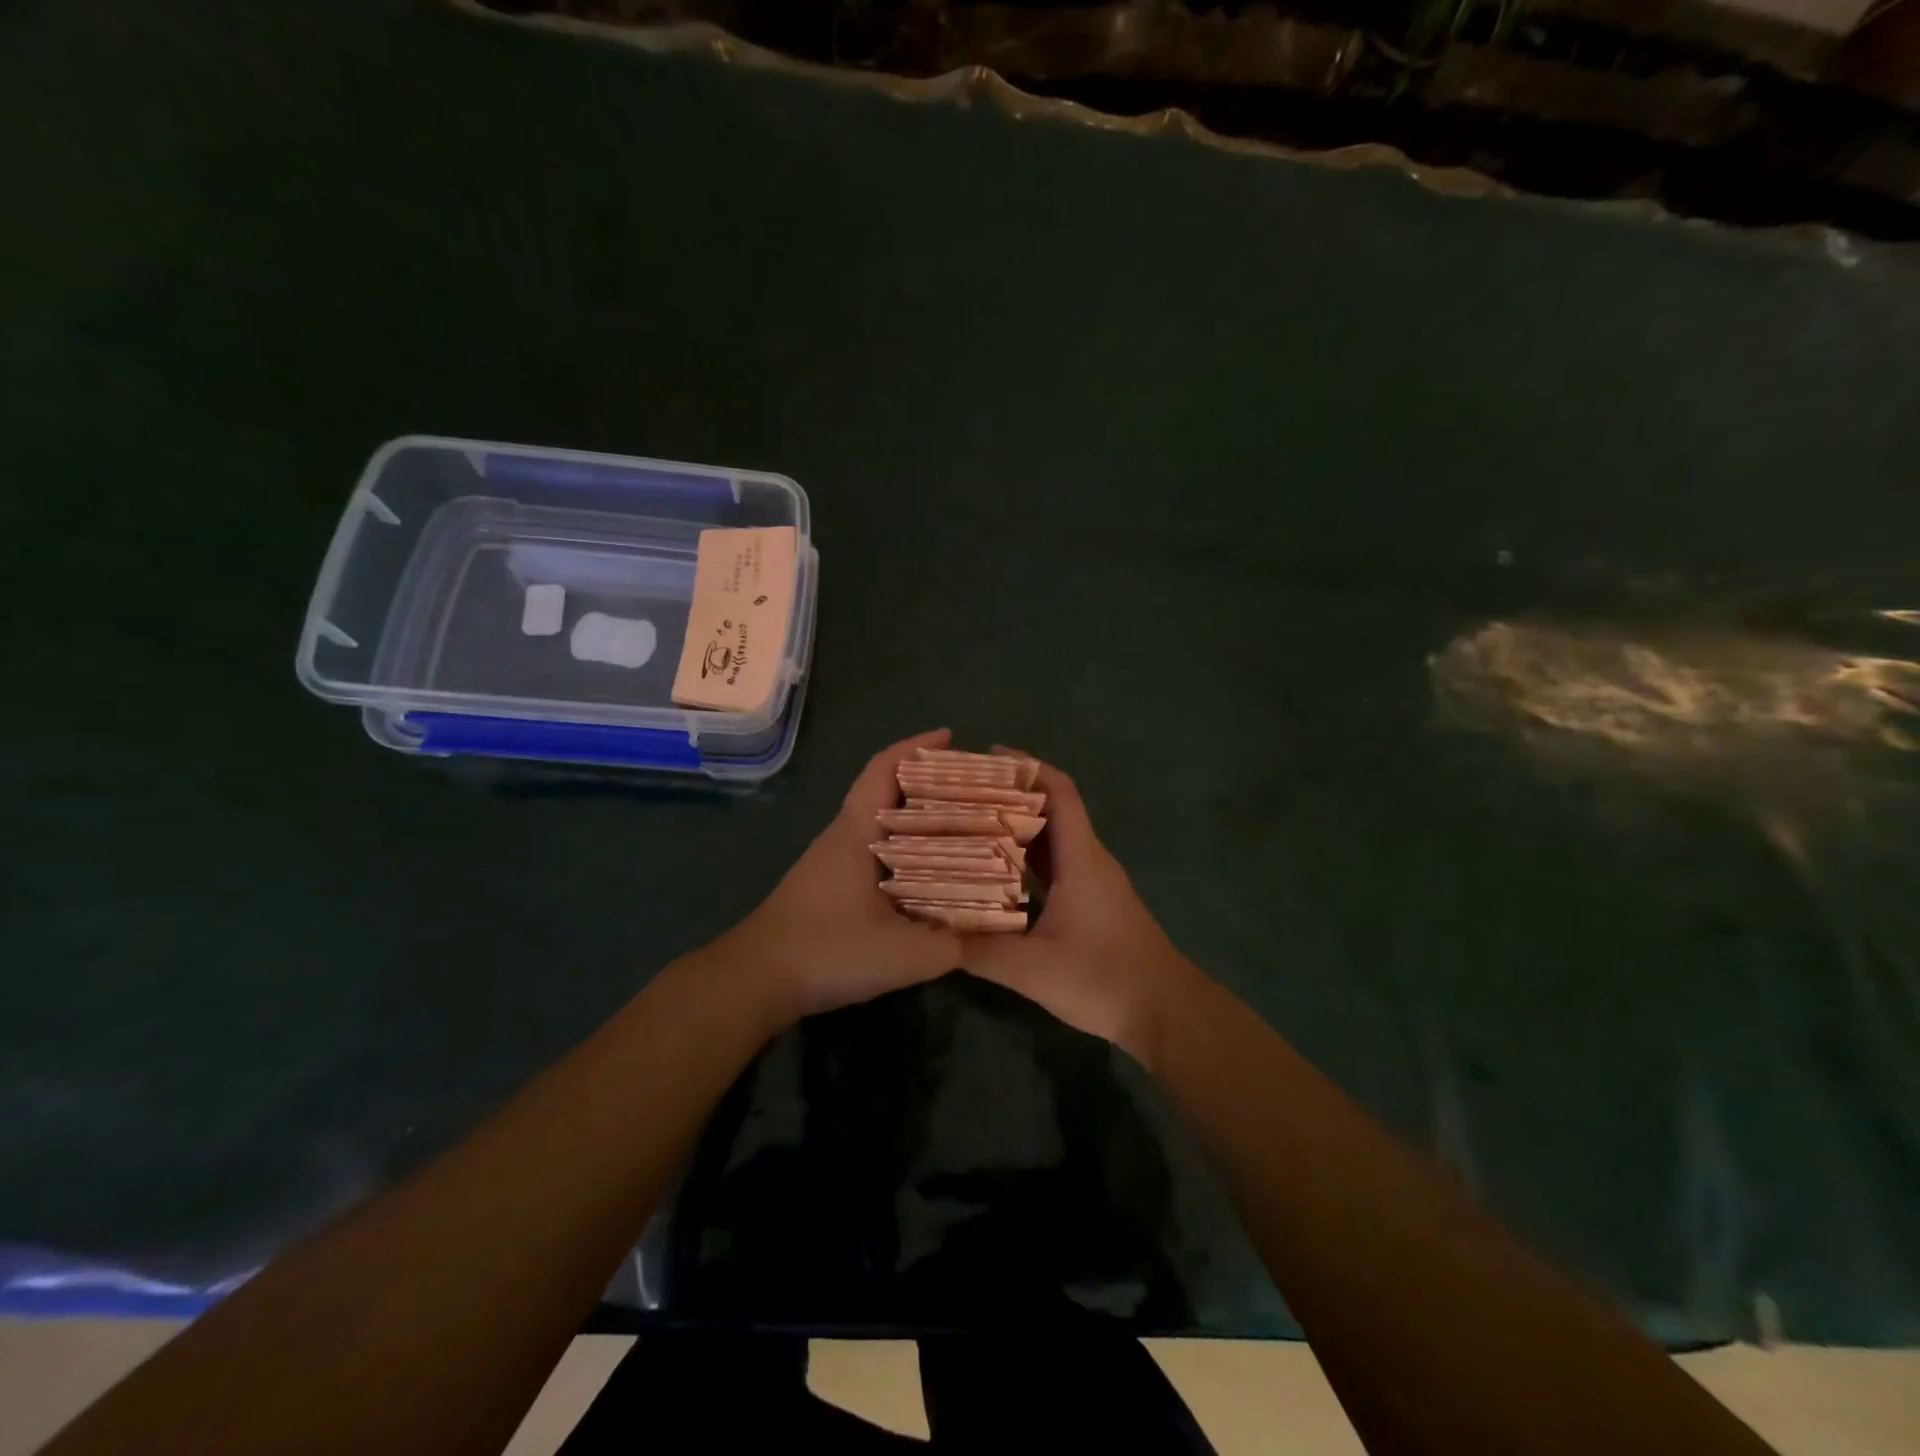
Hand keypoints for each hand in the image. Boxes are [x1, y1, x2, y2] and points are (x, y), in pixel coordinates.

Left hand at [705, 728, 963, 1030]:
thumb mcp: (902, 955)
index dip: (916, 748)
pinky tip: (932, 871)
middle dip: (930, 782)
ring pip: (883, 822)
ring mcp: (834, 860)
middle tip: (976, 789)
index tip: (952, 738)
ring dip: (919, 816)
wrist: (755, 980)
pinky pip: (877, 849)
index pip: (883, 770)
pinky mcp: (831, 884)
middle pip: (888, 791)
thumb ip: (952, 944)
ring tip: (965, 825)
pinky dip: (907, 846)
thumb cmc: (826, 952)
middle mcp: (845, 836)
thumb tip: (993, 930)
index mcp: (857, 833)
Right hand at [957, 755, 1199, 1063]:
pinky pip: (1054, 865)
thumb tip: (934, 932)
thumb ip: (982, 950)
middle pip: (1051, 809)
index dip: (1028, 766)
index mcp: (1080, 858)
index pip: (1060, 791)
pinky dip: (1025, 859)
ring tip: (969, 823)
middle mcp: (1088, 859)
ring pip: (1052, 839)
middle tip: (962, 793)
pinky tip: (994, 872)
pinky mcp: (1092, 902)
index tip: (988, 756)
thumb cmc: (1104, 979)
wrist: (1165, 1011)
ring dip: (1016, 827)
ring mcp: (1092, 881)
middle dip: (1010, 794)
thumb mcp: (1034, 970)